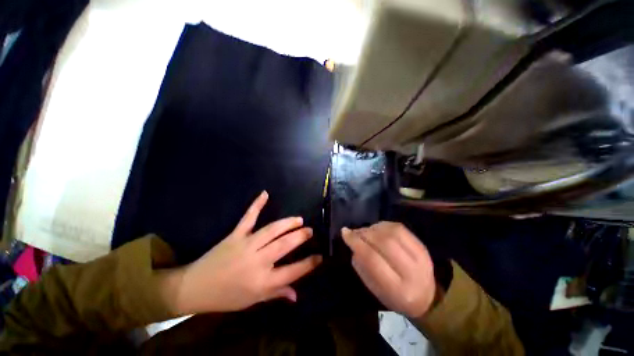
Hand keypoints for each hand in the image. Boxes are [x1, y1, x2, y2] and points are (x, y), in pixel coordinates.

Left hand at [165, 191, 321, 314]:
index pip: (293, 272)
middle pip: (284, 246)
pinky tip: (265, 194)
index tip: (321, 256)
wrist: (195, 287)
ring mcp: (246, 245)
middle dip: (300, 237)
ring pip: (271, 230)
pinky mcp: (235, 235)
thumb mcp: (253, 300)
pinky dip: (256, 205)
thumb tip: (296, 295)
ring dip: (287, 223)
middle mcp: (257, 262)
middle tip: (310, 231)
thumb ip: (277, 294)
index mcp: (262, 282)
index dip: (309, 263)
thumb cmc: (227, 297)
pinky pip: (248, 217)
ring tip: (299, 220)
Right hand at [342, 222, 435, 318]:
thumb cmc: (394, 297)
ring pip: (393, 232)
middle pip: (384, 242)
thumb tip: (353, 240)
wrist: (426, 298)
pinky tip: (377, 229)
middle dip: (365, 233)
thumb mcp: (374, 288)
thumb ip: (362, 265)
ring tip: (365, 231)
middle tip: (354, 232)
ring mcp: (421, 257)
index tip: (344, 233)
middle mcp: (412, 272)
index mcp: (397, 289)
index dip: (356, 243)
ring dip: (374, 228)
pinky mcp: (422, 246)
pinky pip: (400, 228)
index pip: (372, 259)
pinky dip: (384, 225)